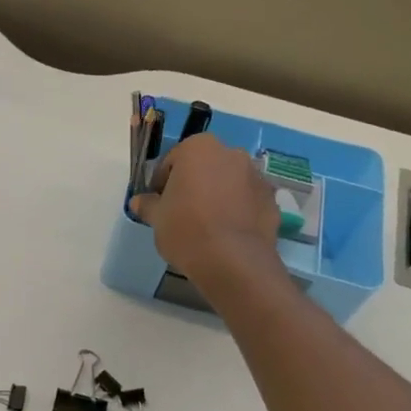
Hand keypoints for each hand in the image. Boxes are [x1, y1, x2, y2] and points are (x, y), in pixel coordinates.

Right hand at [128, 135, 287, 293]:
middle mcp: (232, 154)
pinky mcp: (272, 201)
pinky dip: (237, 210)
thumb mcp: (156, 218)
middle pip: (204, 167)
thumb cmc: (186, 229)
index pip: (172, 160)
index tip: (158, 202)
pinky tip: (226, 233)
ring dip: (217, 195)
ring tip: (206, 224)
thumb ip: (148, 204)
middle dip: (193, 184)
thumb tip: (139, 202)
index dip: (162, 182)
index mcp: (199, 149)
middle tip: (181, 211)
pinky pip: (247, 201)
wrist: (232, 261)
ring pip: (228, 182)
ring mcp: (256, 177)